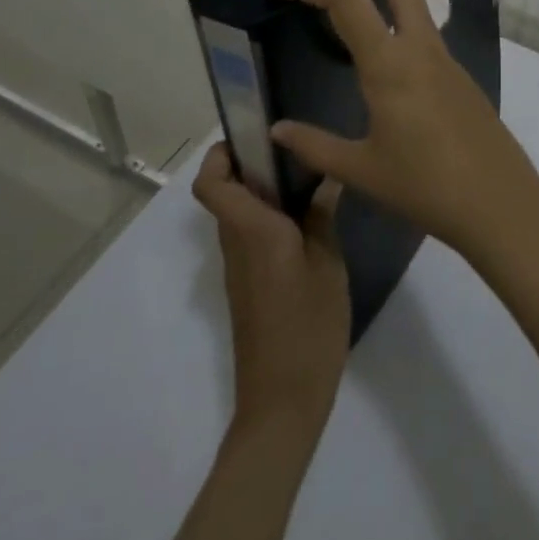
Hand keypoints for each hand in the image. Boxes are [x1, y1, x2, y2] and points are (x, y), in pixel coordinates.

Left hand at [192, 143, 349, 434]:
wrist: (283, 402)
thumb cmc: (308, 326)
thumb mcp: (327, 265)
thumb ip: (322, 218)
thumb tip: (325, 179)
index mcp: (252, 231)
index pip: (211, 184)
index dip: (219, 155)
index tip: (251, 138)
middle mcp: (236, 244)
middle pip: (225, 194)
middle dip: (250, 167)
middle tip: (295, 154)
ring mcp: (240, 269)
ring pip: (238, 216)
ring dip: (262, 194)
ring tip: (310, 183)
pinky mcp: (248, 288)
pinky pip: (250, 238)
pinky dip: (270, 221)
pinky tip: (309, 225)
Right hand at [266, 0, 538, 264]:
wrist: (500, 204)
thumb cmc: (426, 188)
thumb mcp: (362, 171)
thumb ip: (315, 146)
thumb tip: (277, 131)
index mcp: (389, 64)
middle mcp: (419, 46)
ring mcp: (444, 56)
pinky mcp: (456, 72)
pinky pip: (423, 24)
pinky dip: (400, 6)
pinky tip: (385, 32)